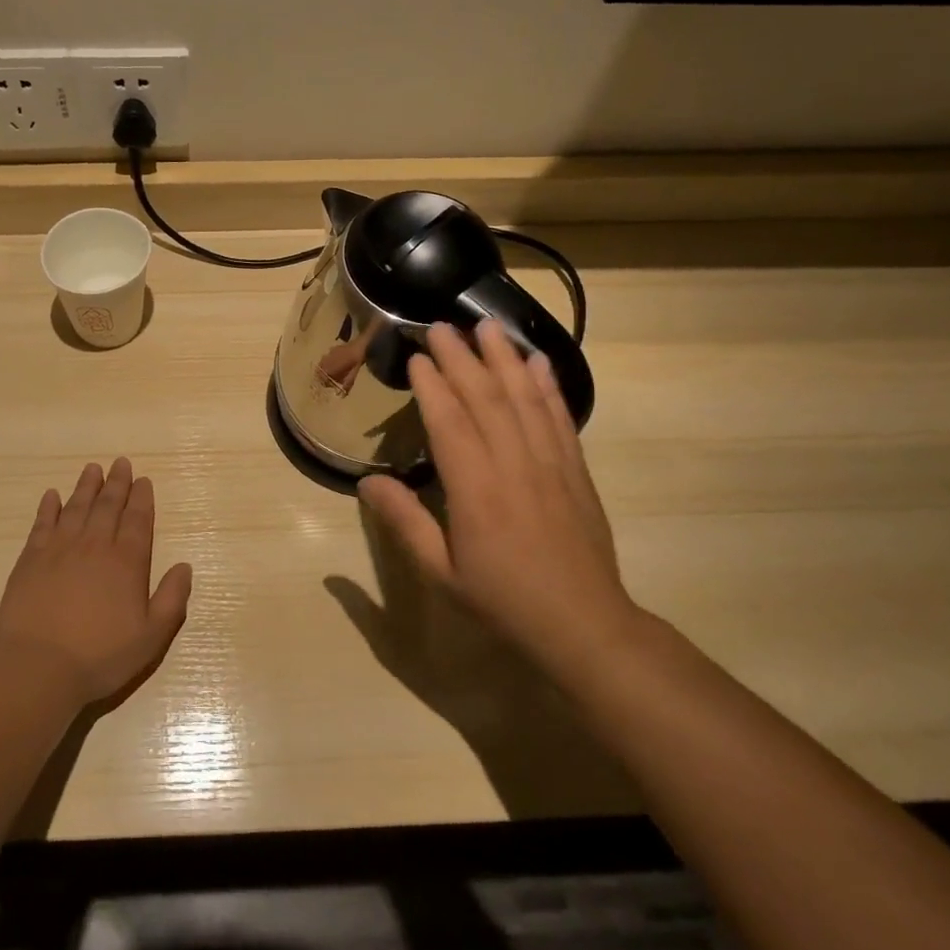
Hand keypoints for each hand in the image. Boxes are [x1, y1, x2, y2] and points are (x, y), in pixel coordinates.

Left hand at [0, 458, 193, 706]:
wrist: (40, 669)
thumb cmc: (102, 656)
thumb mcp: (151, 637)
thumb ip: (172, 599)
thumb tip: (184, 566)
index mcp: (127, 562)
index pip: (138, 521)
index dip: (142, 499)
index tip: (143, 480)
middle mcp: (95, 546)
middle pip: (108, 506)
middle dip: (117, 483)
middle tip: (121, 463)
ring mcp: (60, 550)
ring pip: (76, 507)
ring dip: (86, 486)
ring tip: (93, 468)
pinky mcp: (31, 559)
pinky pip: (42, 524)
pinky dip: (49, 507)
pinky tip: (52, 495)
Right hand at [358, 320, 637, 675]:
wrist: (583, 624)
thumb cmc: (502, 599)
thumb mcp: (440, 570)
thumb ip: (404, 522)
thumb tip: (366, 483)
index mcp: (475, 489)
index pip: (449, 422)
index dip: (432, 385)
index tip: (416, 355)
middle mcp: (513, 464)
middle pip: (485, 398)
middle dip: (462, 357)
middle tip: (442, 325)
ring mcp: (550, 463)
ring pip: (523, 398)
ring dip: (504, 358)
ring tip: (487, 326)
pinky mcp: (575, 469)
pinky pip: (558, 417)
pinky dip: (546, 385)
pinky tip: (537, 362)